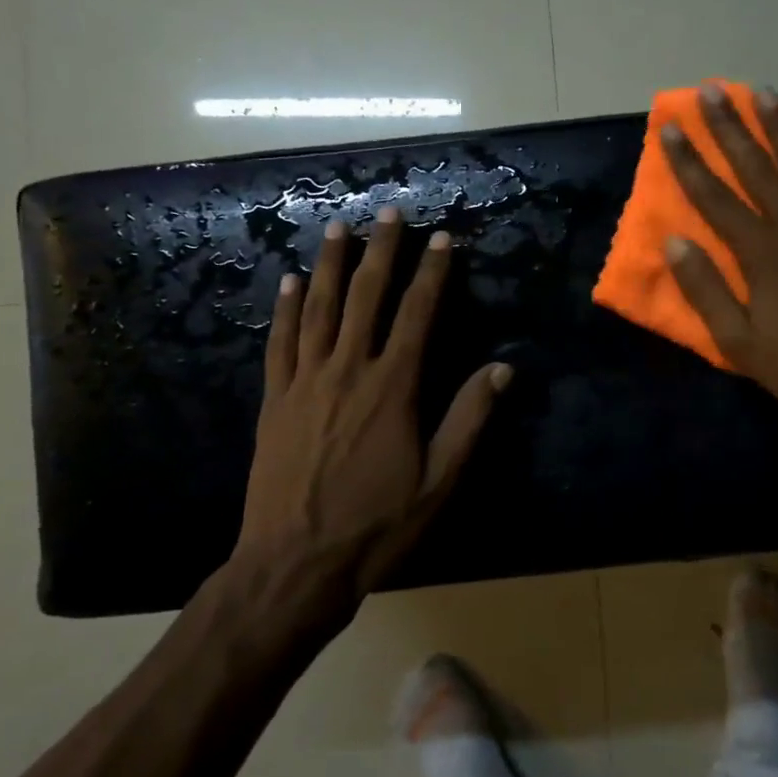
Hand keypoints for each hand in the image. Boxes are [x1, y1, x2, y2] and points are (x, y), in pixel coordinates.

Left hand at [231, 209, 510, 617]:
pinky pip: (281, 343)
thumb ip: (468, 420)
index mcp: (392, 388)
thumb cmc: (376, 526)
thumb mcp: (438, 482)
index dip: (431, 274)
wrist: (294, 564)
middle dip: (381, 252)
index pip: (416, 315)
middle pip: (366, 298)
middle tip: (388, 212)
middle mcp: (347, 371)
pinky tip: (291, 283)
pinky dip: (287, 309)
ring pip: (319, 309)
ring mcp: (305, 383)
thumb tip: (502, 369)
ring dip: (332, 265)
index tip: (441, 239)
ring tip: (339, 228)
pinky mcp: (275, 401)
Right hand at [660, 84, 777, 441]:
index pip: (715, 198)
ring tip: (764, 93)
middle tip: (713, 90)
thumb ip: (707, 292)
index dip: (689, 162)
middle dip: (732, 127)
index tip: (670, 128)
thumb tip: (676, 244)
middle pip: (758, 167)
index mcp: (762, 254)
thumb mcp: (742, 345)